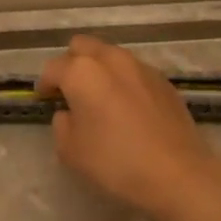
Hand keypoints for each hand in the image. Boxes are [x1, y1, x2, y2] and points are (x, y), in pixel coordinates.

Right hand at [36, 36, 217, 217]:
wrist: (176, 173)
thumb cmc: (115, 162)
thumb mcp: (70, 151)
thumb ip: (62, 124)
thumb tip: (70, 113)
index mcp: (82, 72)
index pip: (53, 68)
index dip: (45, 84)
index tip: (44, 99)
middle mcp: (112, 60)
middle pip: (83, 46)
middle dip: (72, 63)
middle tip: (70, 91)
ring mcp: (142, 67)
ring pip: (112, 55)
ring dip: (100, 70)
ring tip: (100, 98)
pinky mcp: (164, 81)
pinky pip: (135, 71)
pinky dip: (124, 81)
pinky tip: (128, 108)